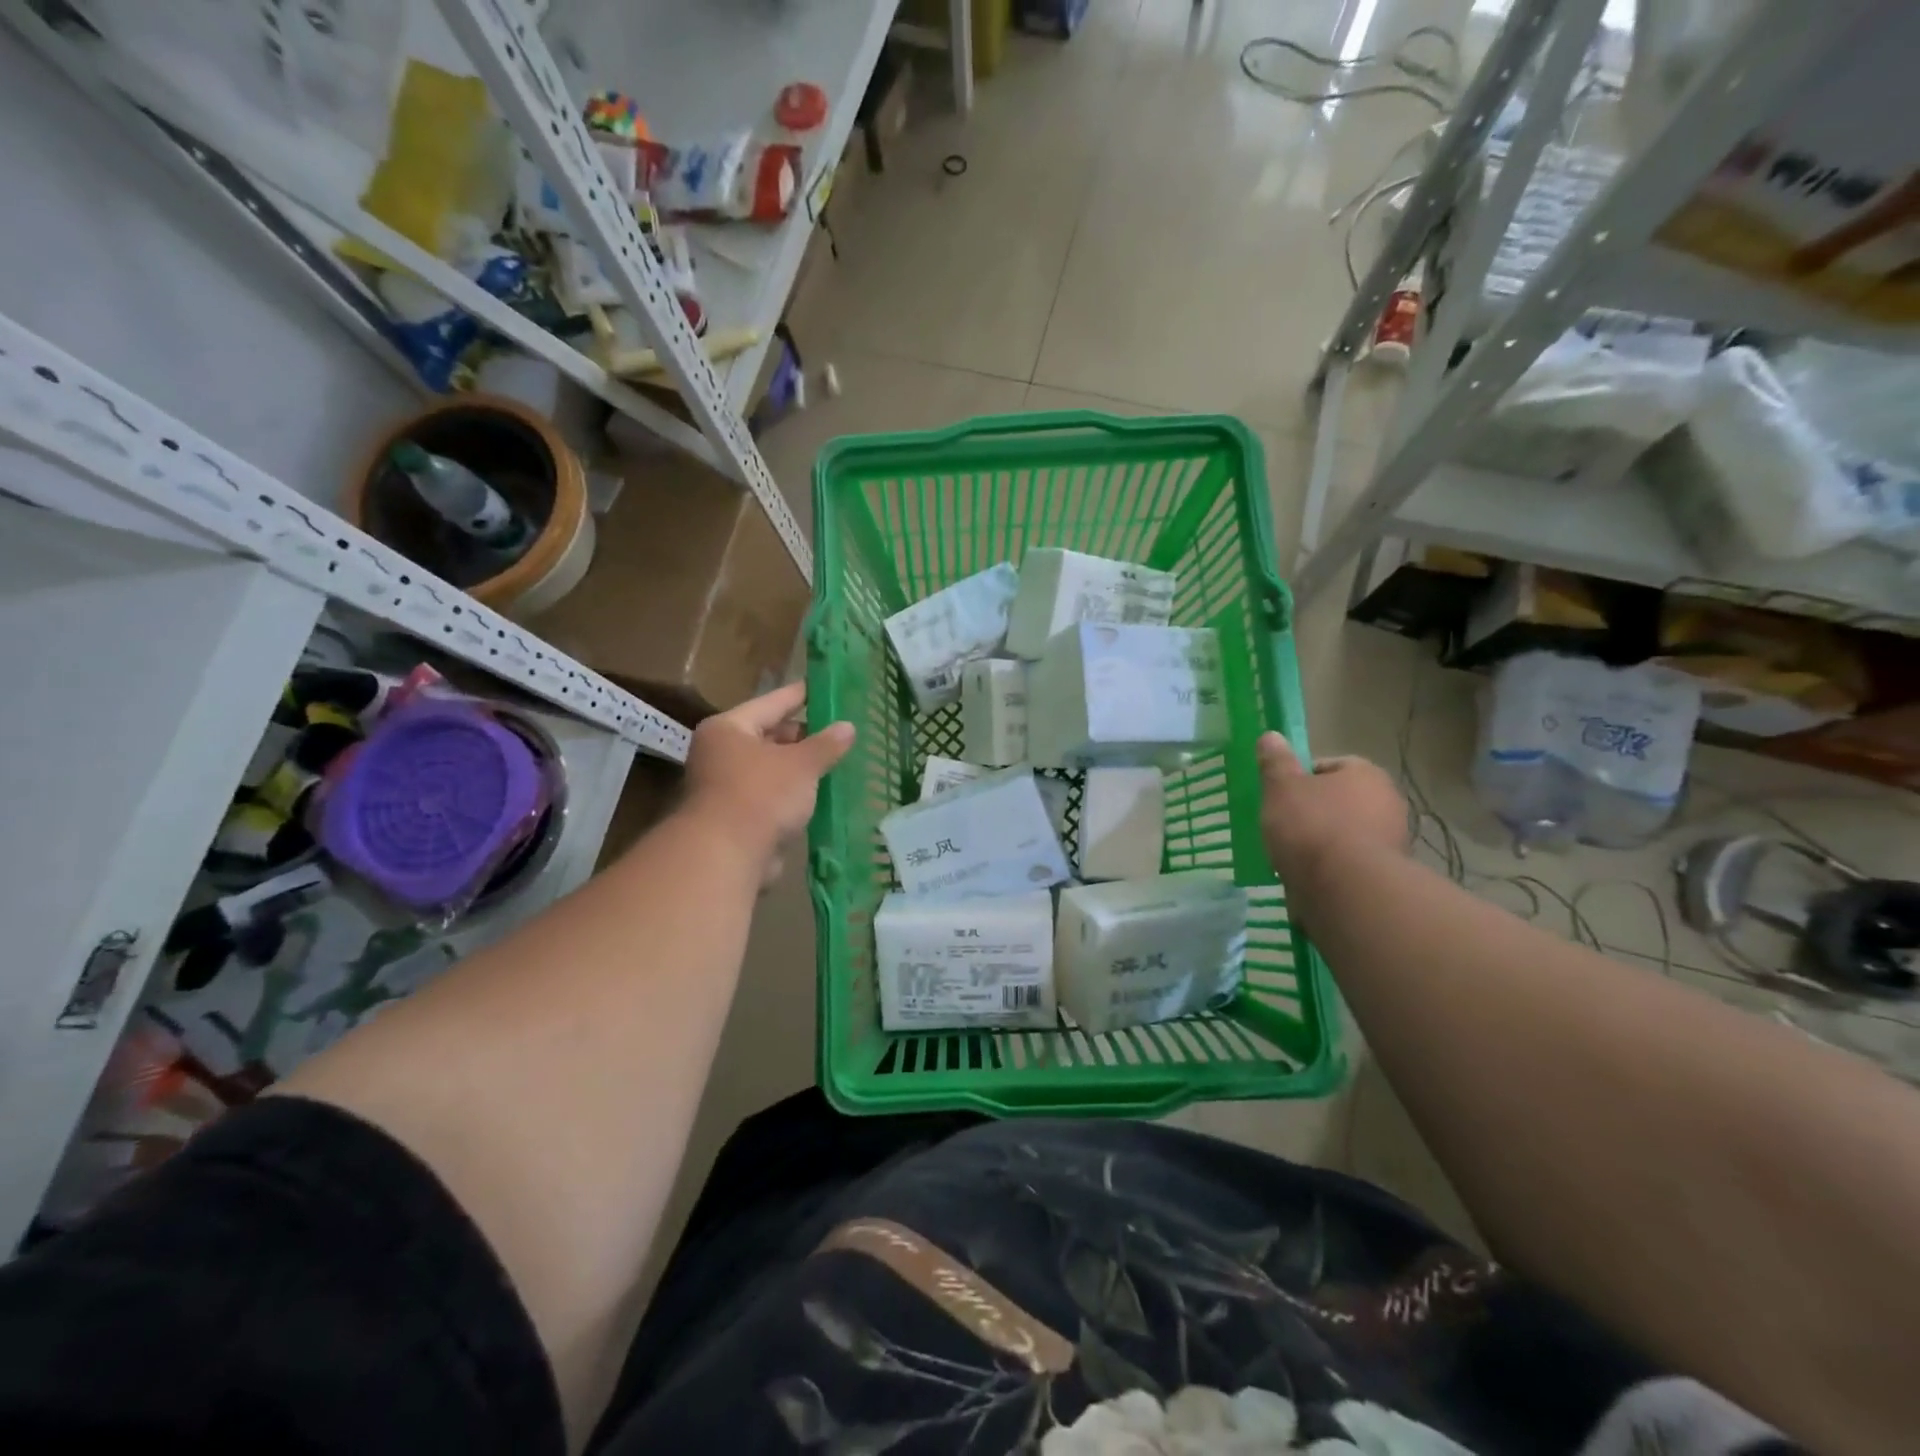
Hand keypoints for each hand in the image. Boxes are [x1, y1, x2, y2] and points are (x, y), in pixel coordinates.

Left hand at [683, 682, 853, 880]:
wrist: (725, 856)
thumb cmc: (761, 795)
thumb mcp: (801, 764)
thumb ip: (826, 744)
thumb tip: (848, 726)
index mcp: (729, 728)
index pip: (772, 702)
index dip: (801, 695)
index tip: (824, 687)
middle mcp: (721, 753)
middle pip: (769, 736)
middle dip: (804, 736)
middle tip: (838, 731)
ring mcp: (726, 787)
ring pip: (772, 769)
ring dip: (800, 769)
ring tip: (836, 761)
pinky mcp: (736, 817)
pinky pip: (772, 796)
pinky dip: (793, 795)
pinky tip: (821, 794)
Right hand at [1255, 732, 1408, 893]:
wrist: (1346, 889)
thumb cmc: (1311, 826)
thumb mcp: (1281, 787)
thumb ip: (1275, 762)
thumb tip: (1270, 736)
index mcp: (1366, 774)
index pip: (1330, 766)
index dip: (1302, 778)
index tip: (1281, 795)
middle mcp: (1388, 802)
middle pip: (1341, 800)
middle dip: (1315, 811)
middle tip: (1284, 825)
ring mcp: (1392, 841)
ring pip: (1346, 833)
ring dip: (1323, 842)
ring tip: (1293, 856)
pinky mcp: (1386, 876)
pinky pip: (1351, 864)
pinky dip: (1332, 869)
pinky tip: (1309, 878)